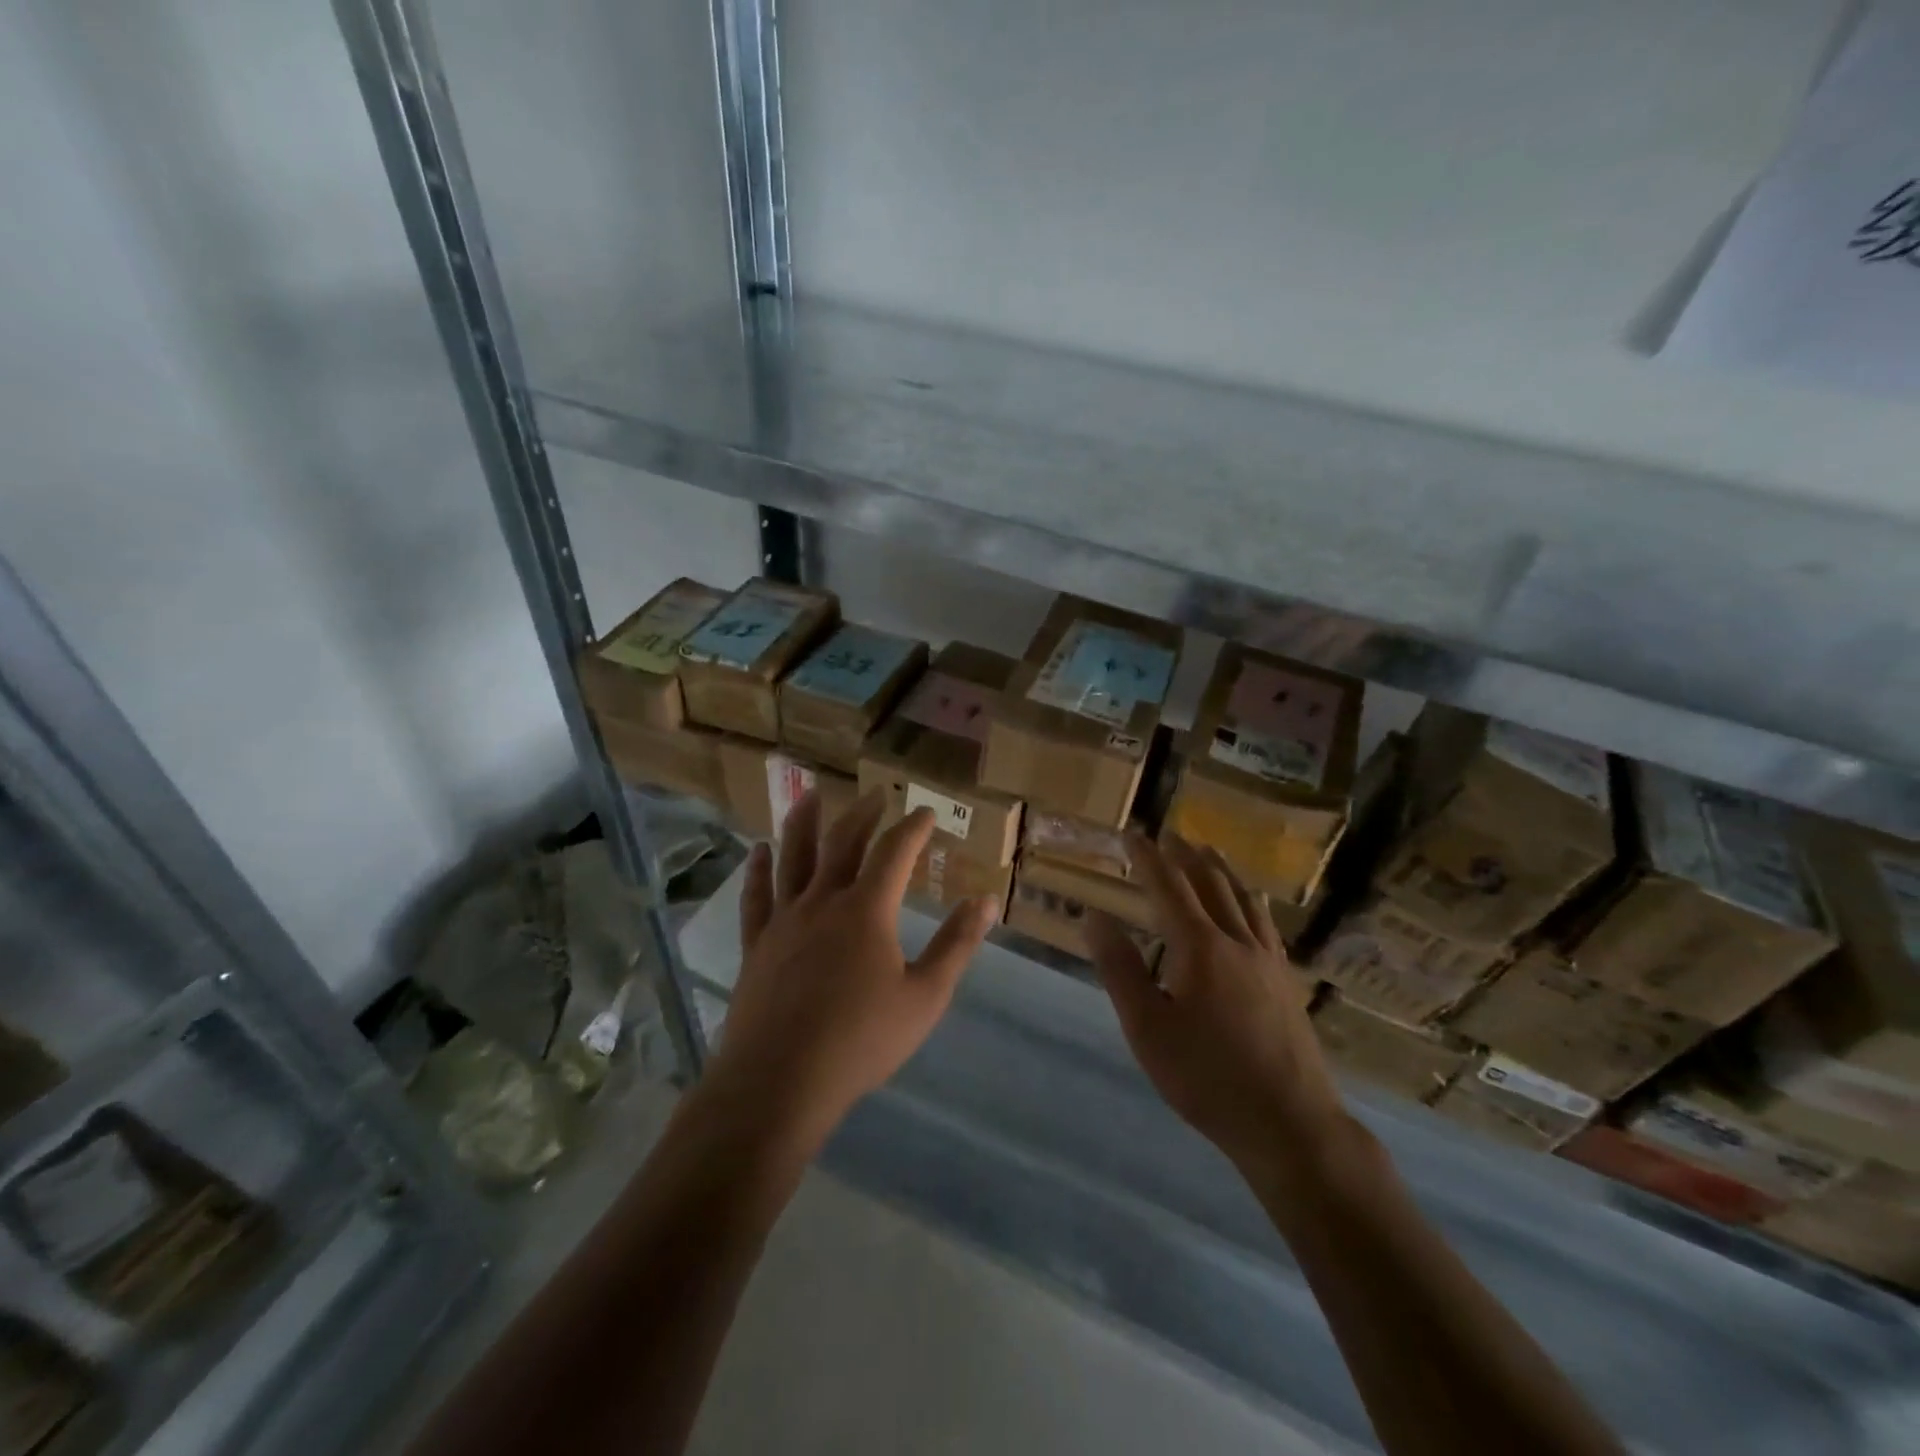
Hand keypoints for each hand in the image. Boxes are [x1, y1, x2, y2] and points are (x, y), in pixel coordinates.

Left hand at [702, 790, 998, 1148]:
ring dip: (803, 822)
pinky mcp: (757, 944)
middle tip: (876, 796)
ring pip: (793, 857)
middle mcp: (823, 901)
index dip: (913, 829)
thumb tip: (986, 901)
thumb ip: (956, 945)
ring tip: (809, 794)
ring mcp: (784, 920)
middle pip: (843, 843)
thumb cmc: (860, 1041)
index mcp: (867, 910)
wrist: (779, 1080)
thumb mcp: (925, 997)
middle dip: (863, 814)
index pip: (894, 852)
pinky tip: (758, 852)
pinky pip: (756, 896)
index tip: (926, 814)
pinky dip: (758, 870)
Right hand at [1087, 834, 1349, 1186]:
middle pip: (1211, 885)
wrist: (1290, 1123)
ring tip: (1209, 852)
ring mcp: (1268, 961)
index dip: (1149, 858)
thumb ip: (1120, 968)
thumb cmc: (1206, 1077)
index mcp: (1200, 947)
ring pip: (1244, 900)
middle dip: (1187, 856)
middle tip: (1171, 834)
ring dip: (1222, 871)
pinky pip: (1266, 924)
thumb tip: (1094, 916)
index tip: (1133, 834)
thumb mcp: (1147, 1026)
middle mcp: (1237, 941)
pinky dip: (1252, 901)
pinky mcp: (1287, 982)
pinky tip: (1254, 905)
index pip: (1170, 888)